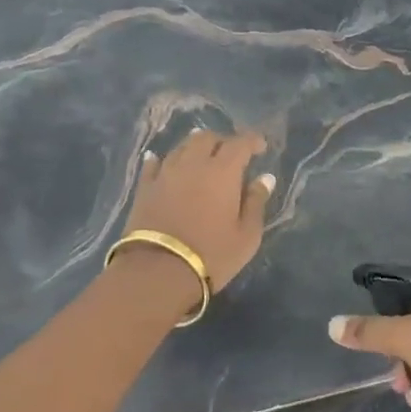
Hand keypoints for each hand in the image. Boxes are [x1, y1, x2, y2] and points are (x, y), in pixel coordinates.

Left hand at [121, 129, 274, 294]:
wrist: (157, 272)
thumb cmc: (212, 255)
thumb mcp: (246, 235)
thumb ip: (256, 202)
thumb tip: (265, 177)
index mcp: (223, 171)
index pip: (240, 143)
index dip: (252, 141)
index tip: (261, 147)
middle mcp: (193, 164)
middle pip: (207, 138)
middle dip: (222, 141)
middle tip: (230, 154)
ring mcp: (166, 174)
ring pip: (181, 147)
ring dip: (194, 147)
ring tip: (202, 155)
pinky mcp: (145, 188)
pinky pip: (153, 165)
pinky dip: (161, 159)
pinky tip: (160, 160)